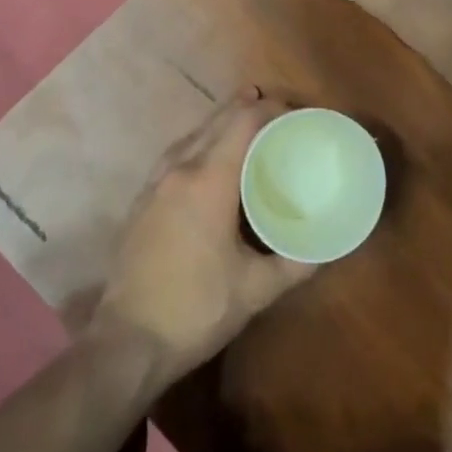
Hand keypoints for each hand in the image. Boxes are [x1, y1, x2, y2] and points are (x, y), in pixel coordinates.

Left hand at [90, 89, 315, 384]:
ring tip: (242, 123)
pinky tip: (205, 160)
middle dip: (245, 108)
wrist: (127, 343)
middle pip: (215, 121)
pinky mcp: (140, 201)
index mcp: (209, 179)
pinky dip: (198, 144)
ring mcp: (154, 184)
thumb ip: (294, 264)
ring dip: (219, 123)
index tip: (294, 113)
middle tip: (275, 110)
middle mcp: (180, 169)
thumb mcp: (256, 290)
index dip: (269, 109)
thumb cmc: (196, 309)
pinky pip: (175, 155)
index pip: (243, 123)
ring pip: (191, 135)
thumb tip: (324, 248)